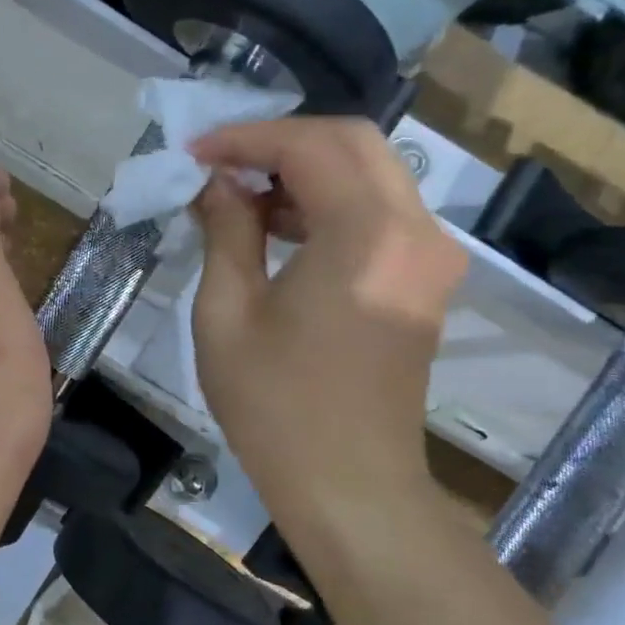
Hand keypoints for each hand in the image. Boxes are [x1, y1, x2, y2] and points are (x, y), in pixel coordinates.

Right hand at [188, 118, 464, 511]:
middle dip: (279, 142)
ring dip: (304, 170)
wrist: (350, 485)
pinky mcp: (426, 278)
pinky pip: (379, 211)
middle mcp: (415, 230)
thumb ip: (225, 232)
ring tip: (239, 197)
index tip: (194, 152)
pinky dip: (328, 202)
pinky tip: (279, 227)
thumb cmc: (276, 406)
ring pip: (370, 172)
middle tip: (219, 165)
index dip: (246, 138)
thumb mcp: (227, 314)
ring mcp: (430, 254)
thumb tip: (217, 184)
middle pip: (352, 142)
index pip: (310, 145)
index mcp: (365, 235)